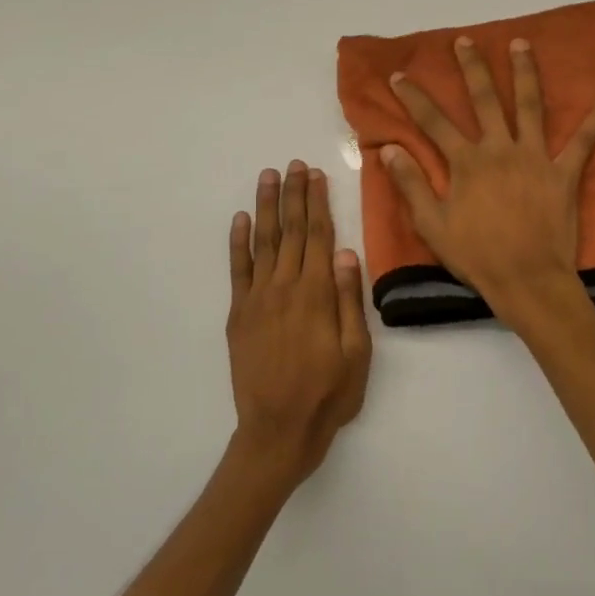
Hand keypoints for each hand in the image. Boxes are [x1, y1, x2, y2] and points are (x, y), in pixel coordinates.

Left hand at [226, 161, 372, 483]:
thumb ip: (349, 299)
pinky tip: (240, 220)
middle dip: (293, 195)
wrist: (278, 430)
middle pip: (290, 231)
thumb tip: (346, 252)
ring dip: (266, 207)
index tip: (316, 175)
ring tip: (268, 177)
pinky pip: (237, 270)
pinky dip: (238, 242)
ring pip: (263, 242)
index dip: (317, 203)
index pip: (317, 236)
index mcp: (316, 294)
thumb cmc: (328, 394)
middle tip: (294, 165)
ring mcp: (257, 299)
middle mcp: (284, 287)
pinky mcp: (239, 314)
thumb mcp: (357, 352)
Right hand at [382, 36, 594, 318]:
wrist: (526, 279)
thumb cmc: (476, 255)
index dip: (414, 98)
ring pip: (530, 106)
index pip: (434, 123)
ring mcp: (535, 158)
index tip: (399, 76)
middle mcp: (500, 150)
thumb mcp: (432, 224)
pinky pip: (584, 141)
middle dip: (473, 68)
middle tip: (465, 41)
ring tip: (521, 43)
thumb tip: (391, 149)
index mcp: (467, 163)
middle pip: (485, 100)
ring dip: (525, 72)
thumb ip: (412, 184)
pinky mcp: (564, 173)